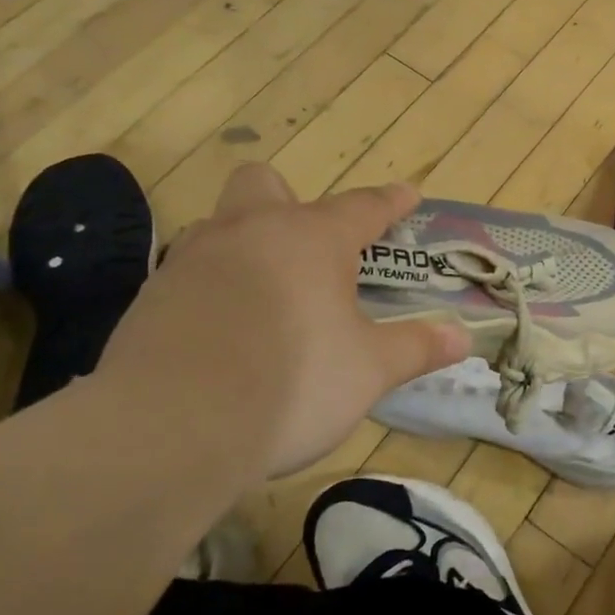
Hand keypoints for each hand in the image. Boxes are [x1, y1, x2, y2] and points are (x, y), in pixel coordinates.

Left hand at [95, 166, 469, 479]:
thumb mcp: (369, 370)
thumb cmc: (293, 382)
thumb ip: (416, 347)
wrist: (169, 430)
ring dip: (248, 246)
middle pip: (265, 185)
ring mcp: (193, 260)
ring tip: (271, 297)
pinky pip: (191, 273)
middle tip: (313, 248)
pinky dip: (215, 288)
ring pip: (222, 226)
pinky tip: (227, 332)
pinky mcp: (151, 298)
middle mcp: (250, 232)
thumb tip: (463, 338)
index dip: (391, 202)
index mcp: (311, 238)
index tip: (409, 196)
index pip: (363, 206)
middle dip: (291, 201)